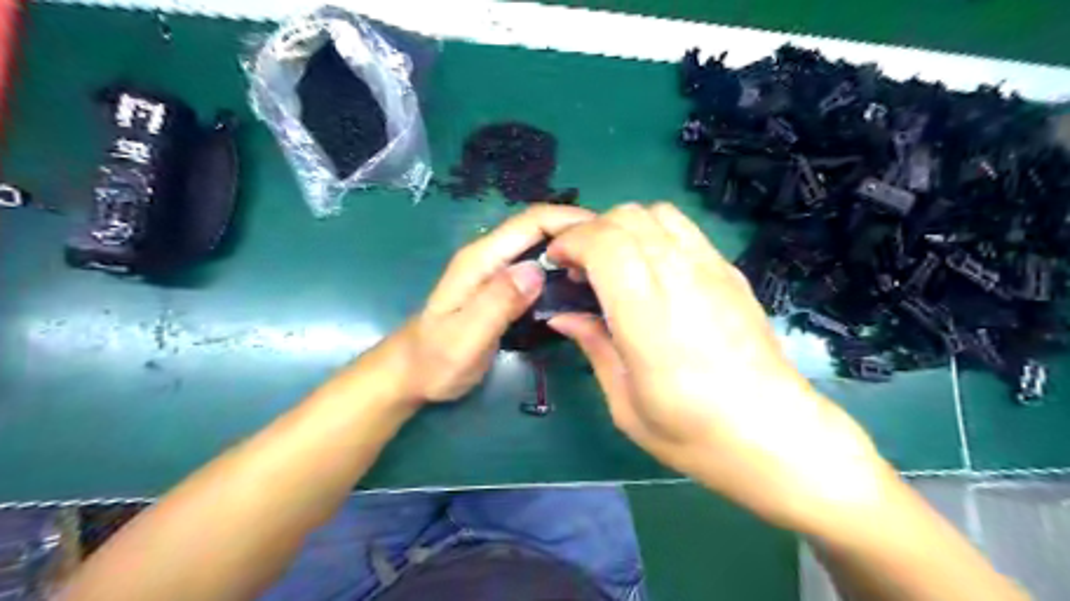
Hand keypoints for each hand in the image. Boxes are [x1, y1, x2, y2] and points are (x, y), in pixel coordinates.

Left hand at [388, 204, 598, 402]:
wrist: (413, 373)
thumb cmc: (435, 360)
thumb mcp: (464, 337)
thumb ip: (496, 302)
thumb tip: (537, 270)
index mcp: (481, 260)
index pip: (530, 222)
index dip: (568, 220)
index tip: (607, 235)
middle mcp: (490, 256)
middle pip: (539, 228)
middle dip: (577, 231)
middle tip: (617, 253)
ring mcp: (496, 271)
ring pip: (541, 246)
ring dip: (572, 249)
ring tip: (607, 267)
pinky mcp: (502, 287)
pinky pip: (538, 267)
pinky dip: (561, 268)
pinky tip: (580, 285)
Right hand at [546, 204, 890, 529]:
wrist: (778, 437)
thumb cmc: (695, 435)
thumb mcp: (627, 405)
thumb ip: (594, 348)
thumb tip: (563, 316)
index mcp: (649, 317)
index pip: (606, 243)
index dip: (572, 242)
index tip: (557, 263)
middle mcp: (681, 280)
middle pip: (628, 217)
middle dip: (591, 231)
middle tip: (579, 268)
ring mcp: (712, 270)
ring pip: (658, 213)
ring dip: (624, 227)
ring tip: (614, 263)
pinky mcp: (731, 272)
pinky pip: (685, 230)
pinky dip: (654, 233)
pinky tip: (651, 270)